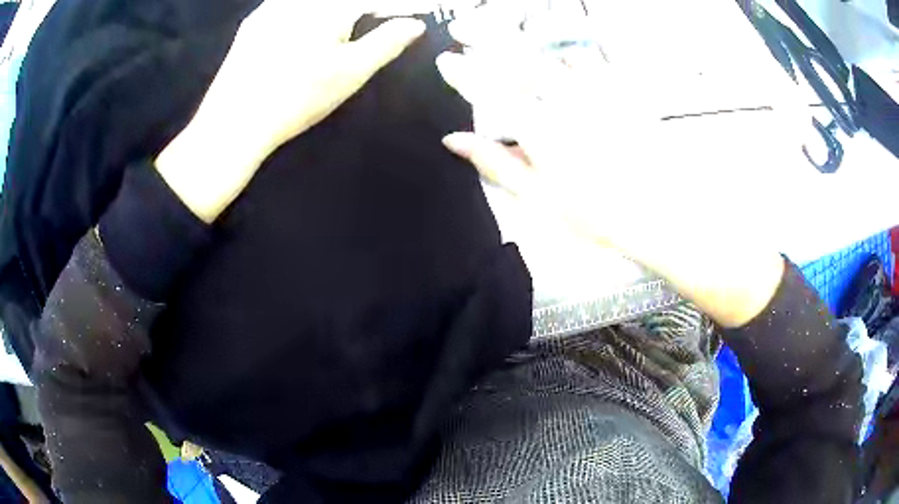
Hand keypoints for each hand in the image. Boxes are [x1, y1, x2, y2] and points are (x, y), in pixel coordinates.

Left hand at [156, 0, 425, 222]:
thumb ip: (387, 42)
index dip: (392, 8)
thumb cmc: (297, 98)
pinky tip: (301, 37)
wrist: (232, 123)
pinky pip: (287, 7)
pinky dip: (304, 14)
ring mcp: (271, 7)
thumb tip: (414, 25)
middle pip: (340, 2)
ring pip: (313, 5)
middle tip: (371, 23)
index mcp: (328, 6)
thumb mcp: (351, 72)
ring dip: (333, 13)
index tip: (404, 17)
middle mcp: (297, 0)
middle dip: (361, 10)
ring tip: (335, 38)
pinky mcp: (253, 23)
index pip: (370, 0)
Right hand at [436, 17, 784, 327]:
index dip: (462, 72)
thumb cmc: (598, 216)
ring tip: (502, 30)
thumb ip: (496, 164)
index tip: (444, 59)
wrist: (663, 215)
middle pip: (516, 57)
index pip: (489, 90)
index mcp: (539, 130)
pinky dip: (565, 53)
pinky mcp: (620, 92)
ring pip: (548, 52)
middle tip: (462, 25)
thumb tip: (455, 140)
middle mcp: (564, 101)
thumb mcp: (540, 200)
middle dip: (483, 36)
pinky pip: (588, 61)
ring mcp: (595, 93)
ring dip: (521, 38)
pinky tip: (559, 56)